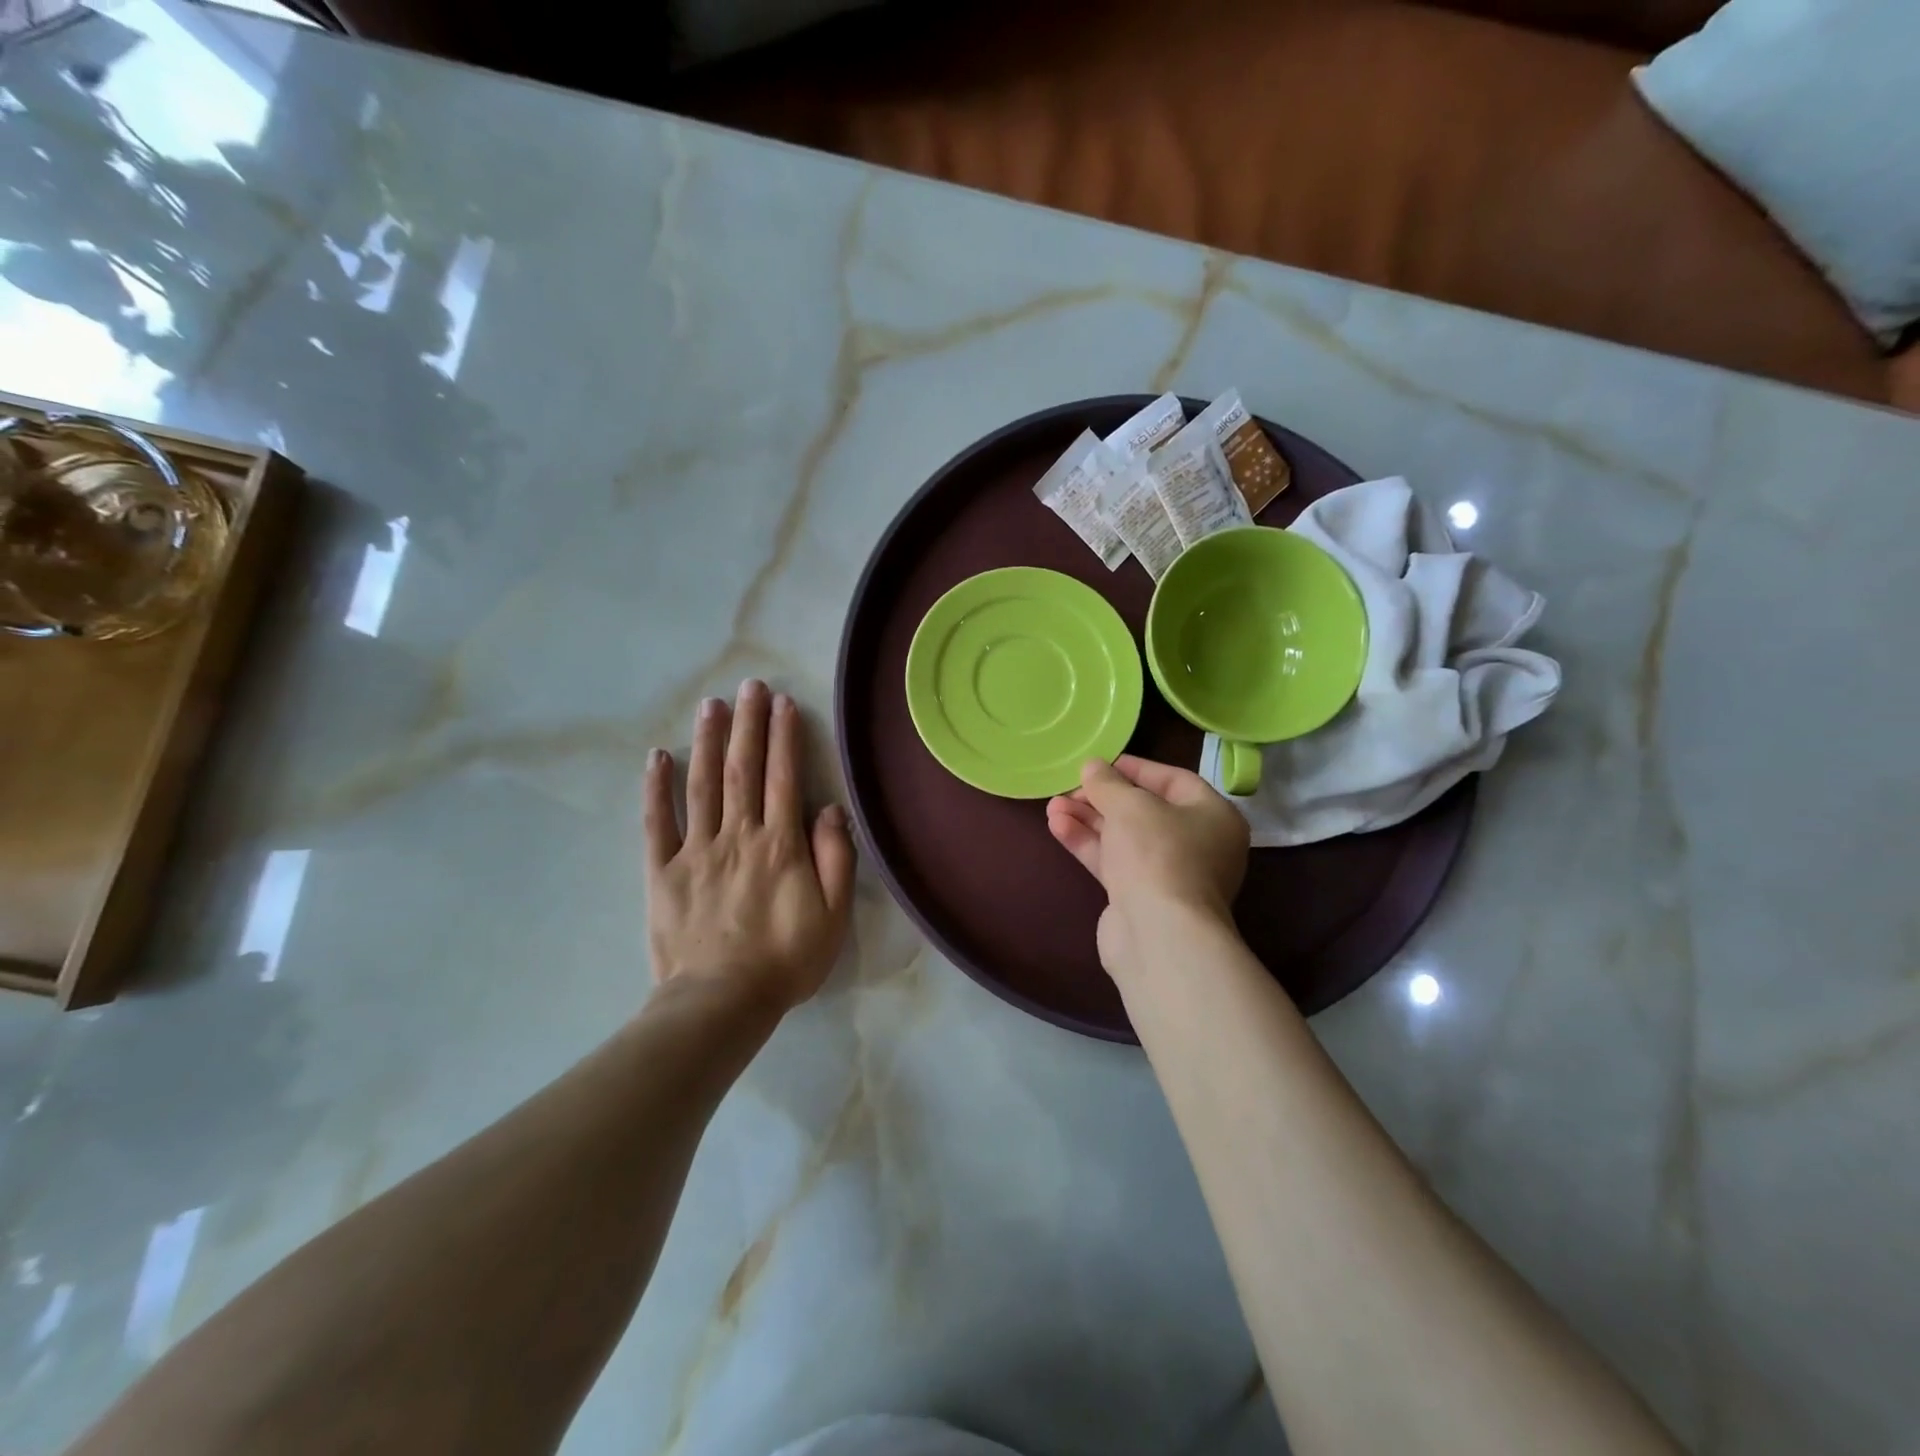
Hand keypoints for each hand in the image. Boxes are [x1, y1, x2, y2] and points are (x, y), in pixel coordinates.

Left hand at [645, 680, 855, 1011]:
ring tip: (712, 705)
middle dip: (748, 724)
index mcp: (780, 845)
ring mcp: (695, 850)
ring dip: (707, 741)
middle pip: (743, 769)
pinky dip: (656, 788)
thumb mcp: (832, 916)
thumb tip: (830, 809)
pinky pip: (657, 822)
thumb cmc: (785, 960)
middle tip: (749, 686)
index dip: (784, 737)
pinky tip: (657, 756)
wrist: (721, 1003)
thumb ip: (835, 859)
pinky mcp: (662, 871)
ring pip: (702, 784)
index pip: (783, 778)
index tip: (783, 703)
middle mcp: (738, 835)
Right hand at [1046, 755, 1248, 978]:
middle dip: (1103, 798)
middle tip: (1070, 787)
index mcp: (1213, 816)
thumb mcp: (1131, 806)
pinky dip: (1088, 844)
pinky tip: (1057, 826)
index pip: (1174, 781)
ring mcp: (1168, 874)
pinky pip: (1113, 862)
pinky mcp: (1141, 898)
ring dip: (1088, 820)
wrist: (1158, 934)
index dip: (1136, 768)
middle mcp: (1197, 845)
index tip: (1101, 763)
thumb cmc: (1157, 854)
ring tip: (1052, 805)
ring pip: (1124, 838)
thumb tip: (1092, 766)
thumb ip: (1108, 783)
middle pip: (1144, 811)